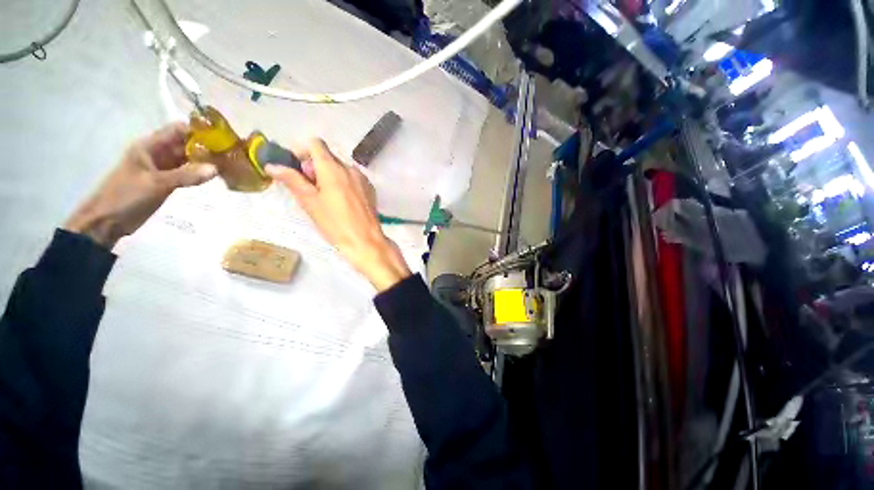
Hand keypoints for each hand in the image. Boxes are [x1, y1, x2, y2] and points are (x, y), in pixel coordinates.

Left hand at [64, 123, 217, 248]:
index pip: (178, 130)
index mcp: (150, 146)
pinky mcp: (168, 181)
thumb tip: (216, 169)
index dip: (199, 131)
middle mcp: (158, 153)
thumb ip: (185, 176)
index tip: (223, 139)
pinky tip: (216, 176)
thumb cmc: (126, 196)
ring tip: (230, 164)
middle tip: (232, 154)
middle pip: (186, 144)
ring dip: (206, 160)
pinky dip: (200, 173)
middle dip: (207, 147)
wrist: (108, 221)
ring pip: (189, 158)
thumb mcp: (155, 184)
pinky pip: (188, 172)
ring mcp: (163, 168)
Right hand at [266, 139, 410, 291]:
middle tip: (309, 190)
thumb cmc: (335, 223)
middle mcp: (350, 168)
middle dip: (314, 167)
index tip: (297, 170)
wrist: (365, 241)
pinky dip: (343, 183)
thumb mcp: (310, 202)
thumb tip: (272, 165)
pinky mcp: (370, 189)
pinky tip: (341, 202)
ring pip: (340, 168)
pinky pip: (352, 178)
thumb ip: (292, 180)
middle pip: (328, 157)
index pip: (315, 144)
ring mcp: (363, 179)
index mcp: (333, 168)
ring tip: (325, 199)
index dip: (302, 152)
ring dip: (328, 176)